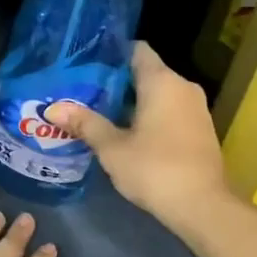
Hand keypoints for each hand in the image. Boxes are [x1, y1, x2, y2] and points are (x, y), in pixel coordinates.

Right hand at [46, 42, 230, 242]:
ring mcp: (196, 109)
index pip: (136, 49)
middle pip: (146, 72)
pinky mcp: (201, 130)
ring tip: (99, 112)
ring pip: (159, 94)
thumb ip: (85, 123)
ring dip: (132, 101)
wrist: (203, 207)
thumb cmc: (155, 168)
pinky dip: (149, 116)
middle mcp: (183, 87)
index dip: (111, 53)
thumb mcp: (112, 147)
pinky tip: (126, 132)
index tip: (87, 64)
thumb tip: (53, 108)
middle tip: (83, 91)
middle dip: (116, 81)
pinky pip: (170, 111)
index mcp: (162, 81)